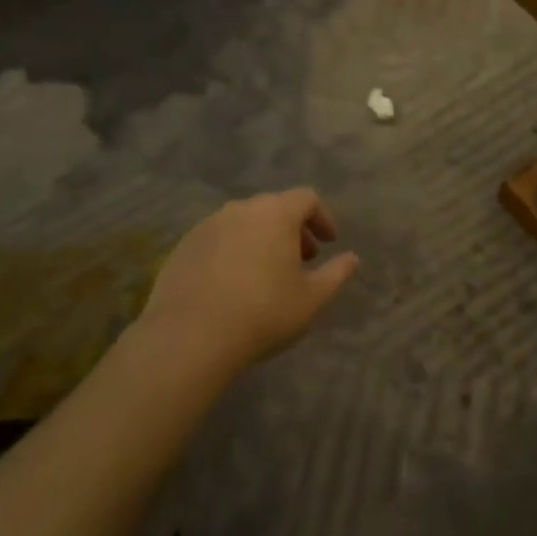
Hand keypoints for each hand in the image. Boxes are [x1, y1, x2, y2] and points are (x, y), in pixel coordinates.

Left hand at [137, 189, 359, 378]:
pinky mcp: (184, 247)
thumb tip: (352, 259)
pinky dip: (234, 251)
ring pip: (244, 222)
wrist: (190, 336)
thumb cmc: (263, 312)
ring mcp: (208, 226)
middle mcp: (241, 209)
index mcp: (276, 213)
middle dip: (293, 229)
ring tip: (268, 272)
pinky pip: (218, 239)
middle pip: (274, 207)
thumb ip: (337, 274)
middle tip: (303, 258)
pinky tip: (234, 283)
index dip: (322, 218)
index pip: (307, 198)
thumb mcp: (312, 298)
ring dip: (262, 239)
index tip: (329, 243)